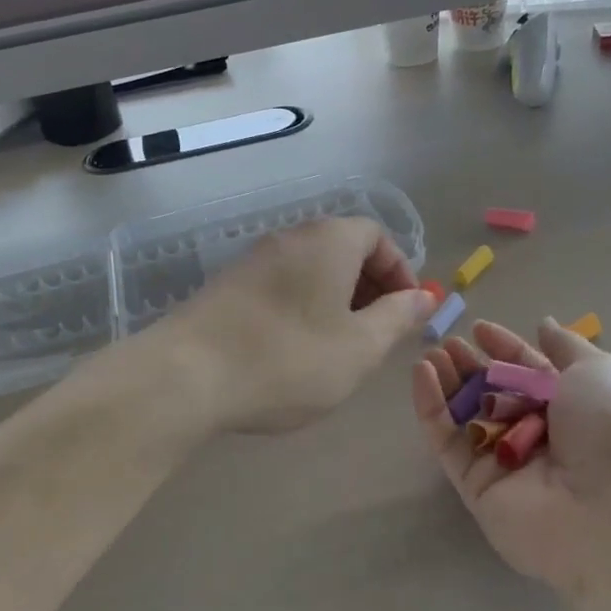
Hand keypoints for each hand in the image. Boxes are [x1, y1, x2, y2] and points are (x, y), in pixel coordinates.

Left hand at [159, 217, 435, 434]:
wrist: (187, 375)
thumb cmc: (288, 359)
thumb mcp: (359, 347)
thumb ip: (397, 317)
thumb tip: (424, 296)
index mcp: (329, 240)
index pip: (377, 236)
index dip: (399, 272)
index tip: (406, 312)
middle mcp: (291, 237)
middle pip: (343, 249)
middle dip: (369, 287)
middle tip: (376, 333)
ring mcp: (253, 259)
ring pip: (310, 269)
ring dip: (334, 300)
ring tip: (338, 346)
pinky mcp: (227, 284)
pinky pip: (281, 284)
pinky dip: (301, 306)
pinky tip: (294, 349)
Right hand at [412, 319, 610, 592]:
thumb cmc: (610, 431)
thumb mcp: (599, 372)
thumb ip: (565, 346)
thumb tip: (543, 324)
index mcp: (571, 408)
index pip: (529, 372)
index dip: (504, 348)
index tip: (478, 328)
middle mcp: (537, 435)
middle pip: (494, 393)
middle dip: (471, 366)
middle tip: (447, 343)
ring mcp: (505, 462)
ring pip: (467, 416)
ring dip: (447, 383)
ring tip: (430, 355)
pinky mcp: (476, 486)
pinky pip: (449, 442)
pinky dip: (431, 409)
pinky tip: (421, 374)